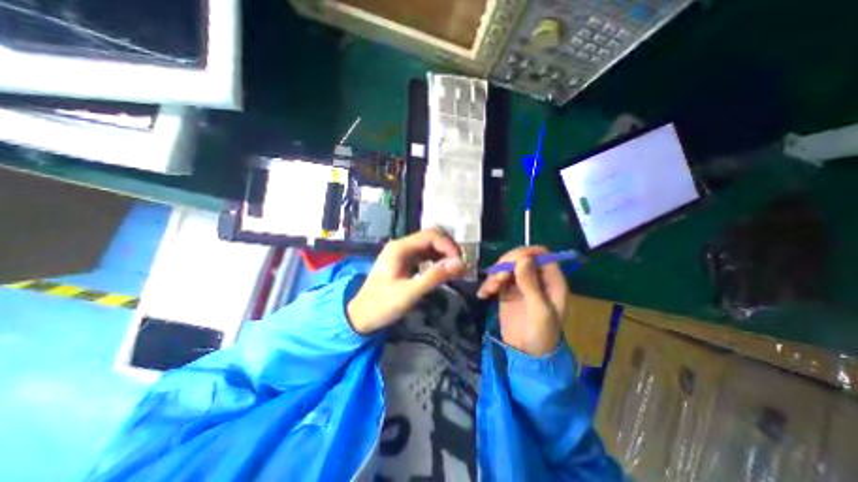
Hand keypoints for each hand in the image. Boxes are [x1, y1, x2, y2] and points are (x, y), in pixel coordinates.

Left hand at [347, 229, 467, 333]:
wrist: (361, 317)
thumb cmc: (382, 305)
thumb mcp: (409, 293)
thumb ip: (434, 277)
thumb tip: (460, 264)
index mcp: (400, 248)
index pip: (431, 235)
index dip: (448, 245)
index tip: (460, 262)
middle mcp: (402, 246)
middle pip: (431, 237)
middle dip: (448, 248)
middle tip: (460, 265)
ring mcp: (403, 254)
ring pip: (430, 246)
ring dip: (444, 254)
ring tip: (455, 269)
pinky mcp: (405, 262)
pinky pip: (425, 256)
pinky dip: (437, 261)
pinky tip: (444, 271)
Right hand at [476, 247, 568, 355]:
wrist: (525, 354)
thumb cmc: (540, 334)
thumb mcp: (539, 310)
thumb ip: (531, 284)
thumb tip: (523, 259)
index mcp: (551, 280)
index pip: (540, 254)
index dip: (525, 253)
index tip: (510, 263)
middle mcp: (536, 277)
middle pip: (520, 257)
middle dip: (506, 264)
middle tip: (498, 278)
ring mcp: (521, 283)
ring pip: (506, 266)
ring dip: (495, 274)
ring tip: (489, 290)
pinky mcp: (507, 290)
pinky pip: (497, 278)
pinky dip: (489, 283)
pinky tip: (484, 294)